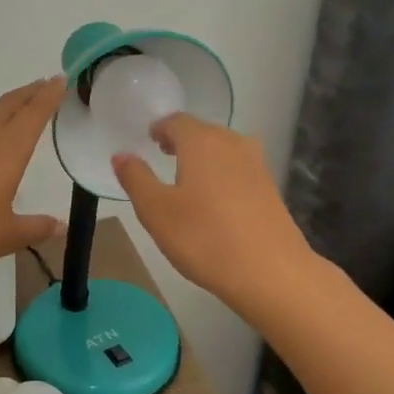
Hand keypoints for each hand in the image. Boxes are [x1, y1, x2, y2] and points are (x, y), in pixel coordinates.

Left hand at [0, 78, 65, 283]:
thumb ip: (35, 228)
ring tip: (15, 107)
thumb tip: (59, 226)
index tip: (59, 79)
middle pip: (7, 106)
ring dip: (3, 106)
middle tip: (43, 84)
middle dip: (28, 93)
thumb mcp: (6, 236)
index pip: (32, 114)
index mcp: (6, 150)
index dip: (48, 96)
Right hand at [111, 114, 313, 313]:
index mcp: (202, 141)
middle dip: (180, 141)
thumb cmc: (204, 238)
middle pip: (202, 132)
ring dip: (202, 158)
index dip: (159, 128)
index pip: (176, 121)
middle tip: (161, 156)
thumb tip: (121, 155)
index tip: (149, 140)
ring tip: (185, 179)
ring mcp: (256, 165)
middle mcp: (232, 143)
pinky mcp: (270, 188)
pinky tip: (213, 201)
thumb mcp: (156, 211)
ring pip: (222, 150)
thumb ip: (136, 178)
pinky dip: (221, 175)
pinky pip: (238, 170)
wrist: (271, 272)